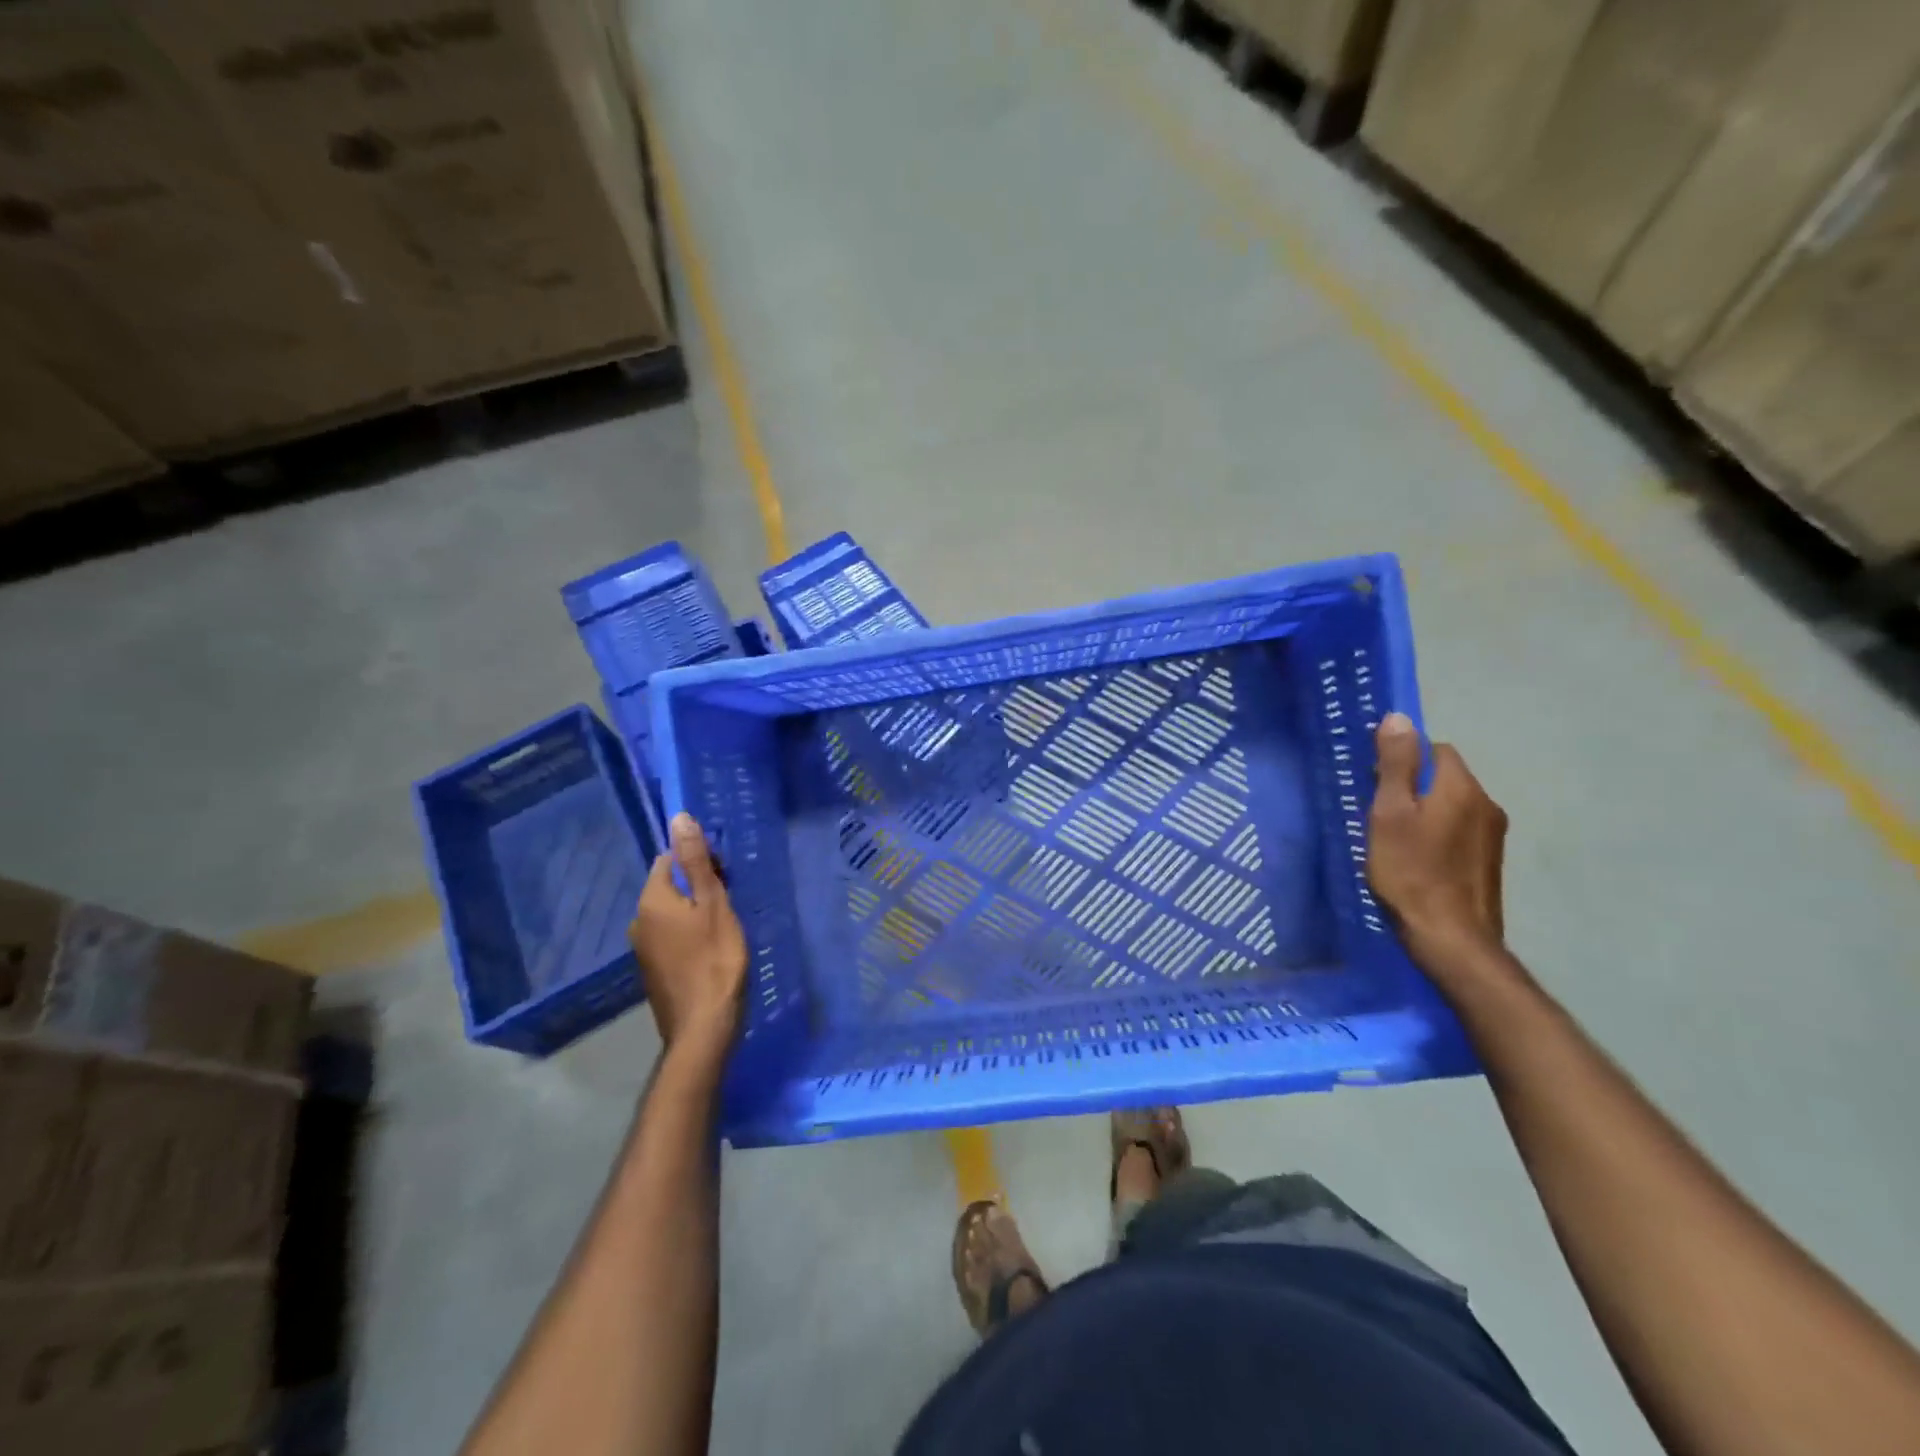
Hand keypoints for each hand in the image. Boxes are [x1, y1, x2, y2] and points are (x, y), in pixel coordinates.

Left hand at [630, 814, 748, 1058]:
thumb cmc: (715, 959)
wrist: (703, 1027)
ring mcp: (642, 949)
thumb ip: (697, 861)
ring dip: (694, 912)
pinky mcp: (652, 970)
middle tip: (730, 901)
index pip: (669, 860)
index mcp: (651, 900)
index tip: (725, 877)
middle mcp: (638, 920)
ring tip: (725, 925)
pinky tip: (711, 949)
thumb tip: (679, 817)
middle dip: (697, 886)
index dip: (699, 862)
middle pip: (669, 886)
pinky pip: (670, 937)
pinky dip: (689, 935)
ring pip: (671, 913)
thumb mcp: (714, 904)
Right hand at [1367, 713, 1507, 977]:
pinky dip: (1438, 834)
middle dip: (1413, 785)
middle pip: (1445, 777)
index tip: (1375, 784)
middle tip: (1379, 813)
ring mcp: (1493, 836)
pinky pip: (1460, 830)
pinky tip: (1418, 859)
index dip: (1403, 759)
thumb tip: (1399, 718)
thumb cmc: (1410, 871)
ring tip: (1395, 838)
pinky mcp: (1490, 862)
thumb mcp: (1389, 813)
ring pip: (1452, 805)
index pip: (1435, 749)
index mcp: (1461, 787)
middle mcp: (1486, 804)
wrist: (1451, 938)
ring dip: (1426, 811)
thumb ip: (1395, 765)